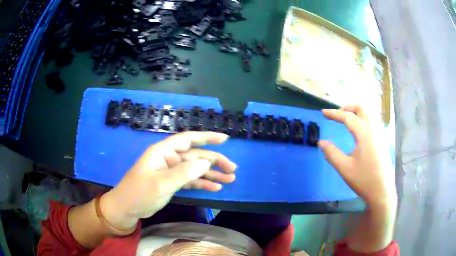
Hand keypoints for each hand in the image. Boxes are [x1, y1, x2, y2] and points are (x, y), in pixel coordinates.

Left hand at [100, 132, 236, 230]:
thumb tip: (207, 162)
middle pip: (196, 156)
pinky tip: (215, 188)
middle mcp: (169, 158)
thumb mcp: (162, 183)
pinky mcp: (172, 182)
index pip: (188, 139)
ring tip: (229, 180)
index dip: (207, 137)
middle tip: (233, 170)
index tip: (225, 139)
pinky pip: (190, 180)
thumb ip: (184, 172)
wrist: (127, 208)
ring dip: (212, 174)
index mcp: (164, 151)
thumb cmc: (140, 193)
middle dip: (215, 161)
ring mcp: (171, 171)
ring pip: (195, 169)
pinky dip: (202, 183)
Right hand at [318, 106, 395, 207]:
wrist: (382, 192)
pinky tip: (359, 131)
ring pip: (369, 114)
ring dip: (357, 113)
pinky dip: (363, 120)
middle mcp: (374, 129)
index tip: (323, 112)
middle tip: (337, 114)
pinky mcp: (382, 141)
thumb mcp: (344, 168)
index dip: (334, 113)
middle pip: (362, 109)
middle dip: (348, 108)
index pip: (348, 117)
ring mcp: (380, 135)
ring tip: (347, 120)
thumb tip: (321, 142)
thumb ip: (331, 153)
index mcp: (364, 133)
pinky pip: (373, 122)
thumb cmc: (364, 180)